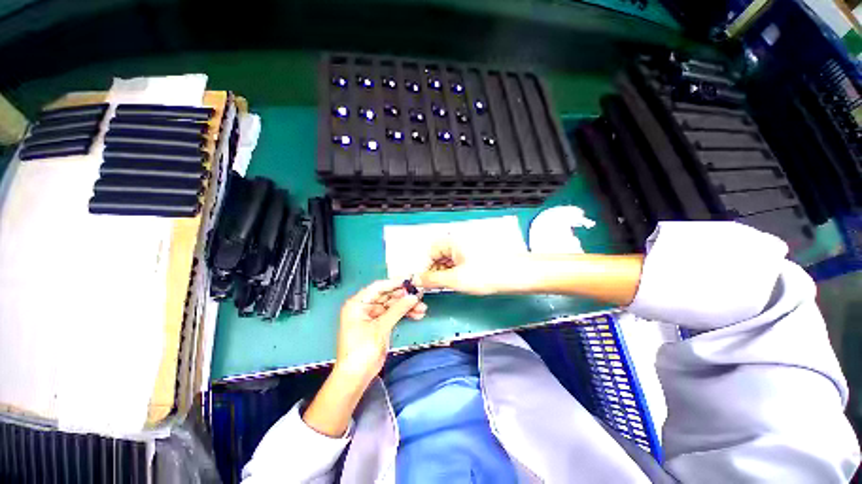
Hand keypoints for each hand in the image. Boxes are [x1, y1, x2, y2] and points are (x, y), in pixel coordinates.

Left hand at [334, 280, 426, 384]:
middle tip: (420, 295)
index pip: (378, 287)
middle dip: (404, 297)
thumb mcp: (380, 327)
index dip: (395, 283)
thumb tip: (413, 296)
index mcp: (358, 303)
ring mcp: (373, 316)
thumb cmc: (362, 350)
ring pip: (393, 306)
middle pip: (387, 296)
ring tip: (422, 308)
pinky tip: (417, 315)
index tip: (410, 280)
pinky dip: (404, 314)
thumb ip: (397, 310)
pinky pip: (394, 315)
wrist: (356, 377)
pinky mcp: (380, 325)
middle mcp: (365, 307)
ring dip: (407, 306)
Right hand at [418, 239, 508, 294]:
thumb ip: (432, 280)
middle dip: (437, 271)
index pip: (430, 252)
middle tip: (439, 286)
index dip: (427, 267)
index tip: (427, 282)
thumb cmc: (490, 273)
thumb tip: (417, 279)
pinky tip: (463, 282)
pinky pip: (460, 263)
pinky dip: (457, 272)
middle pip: (439, 255)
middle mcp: (459, 241)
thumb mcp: (456, 279)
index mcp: (452, 241)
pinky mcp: (477, 255)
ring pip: (450, 260)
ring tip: (453, 285)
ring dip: (447, 273)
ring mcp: (469, 248)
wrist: (520, 275)